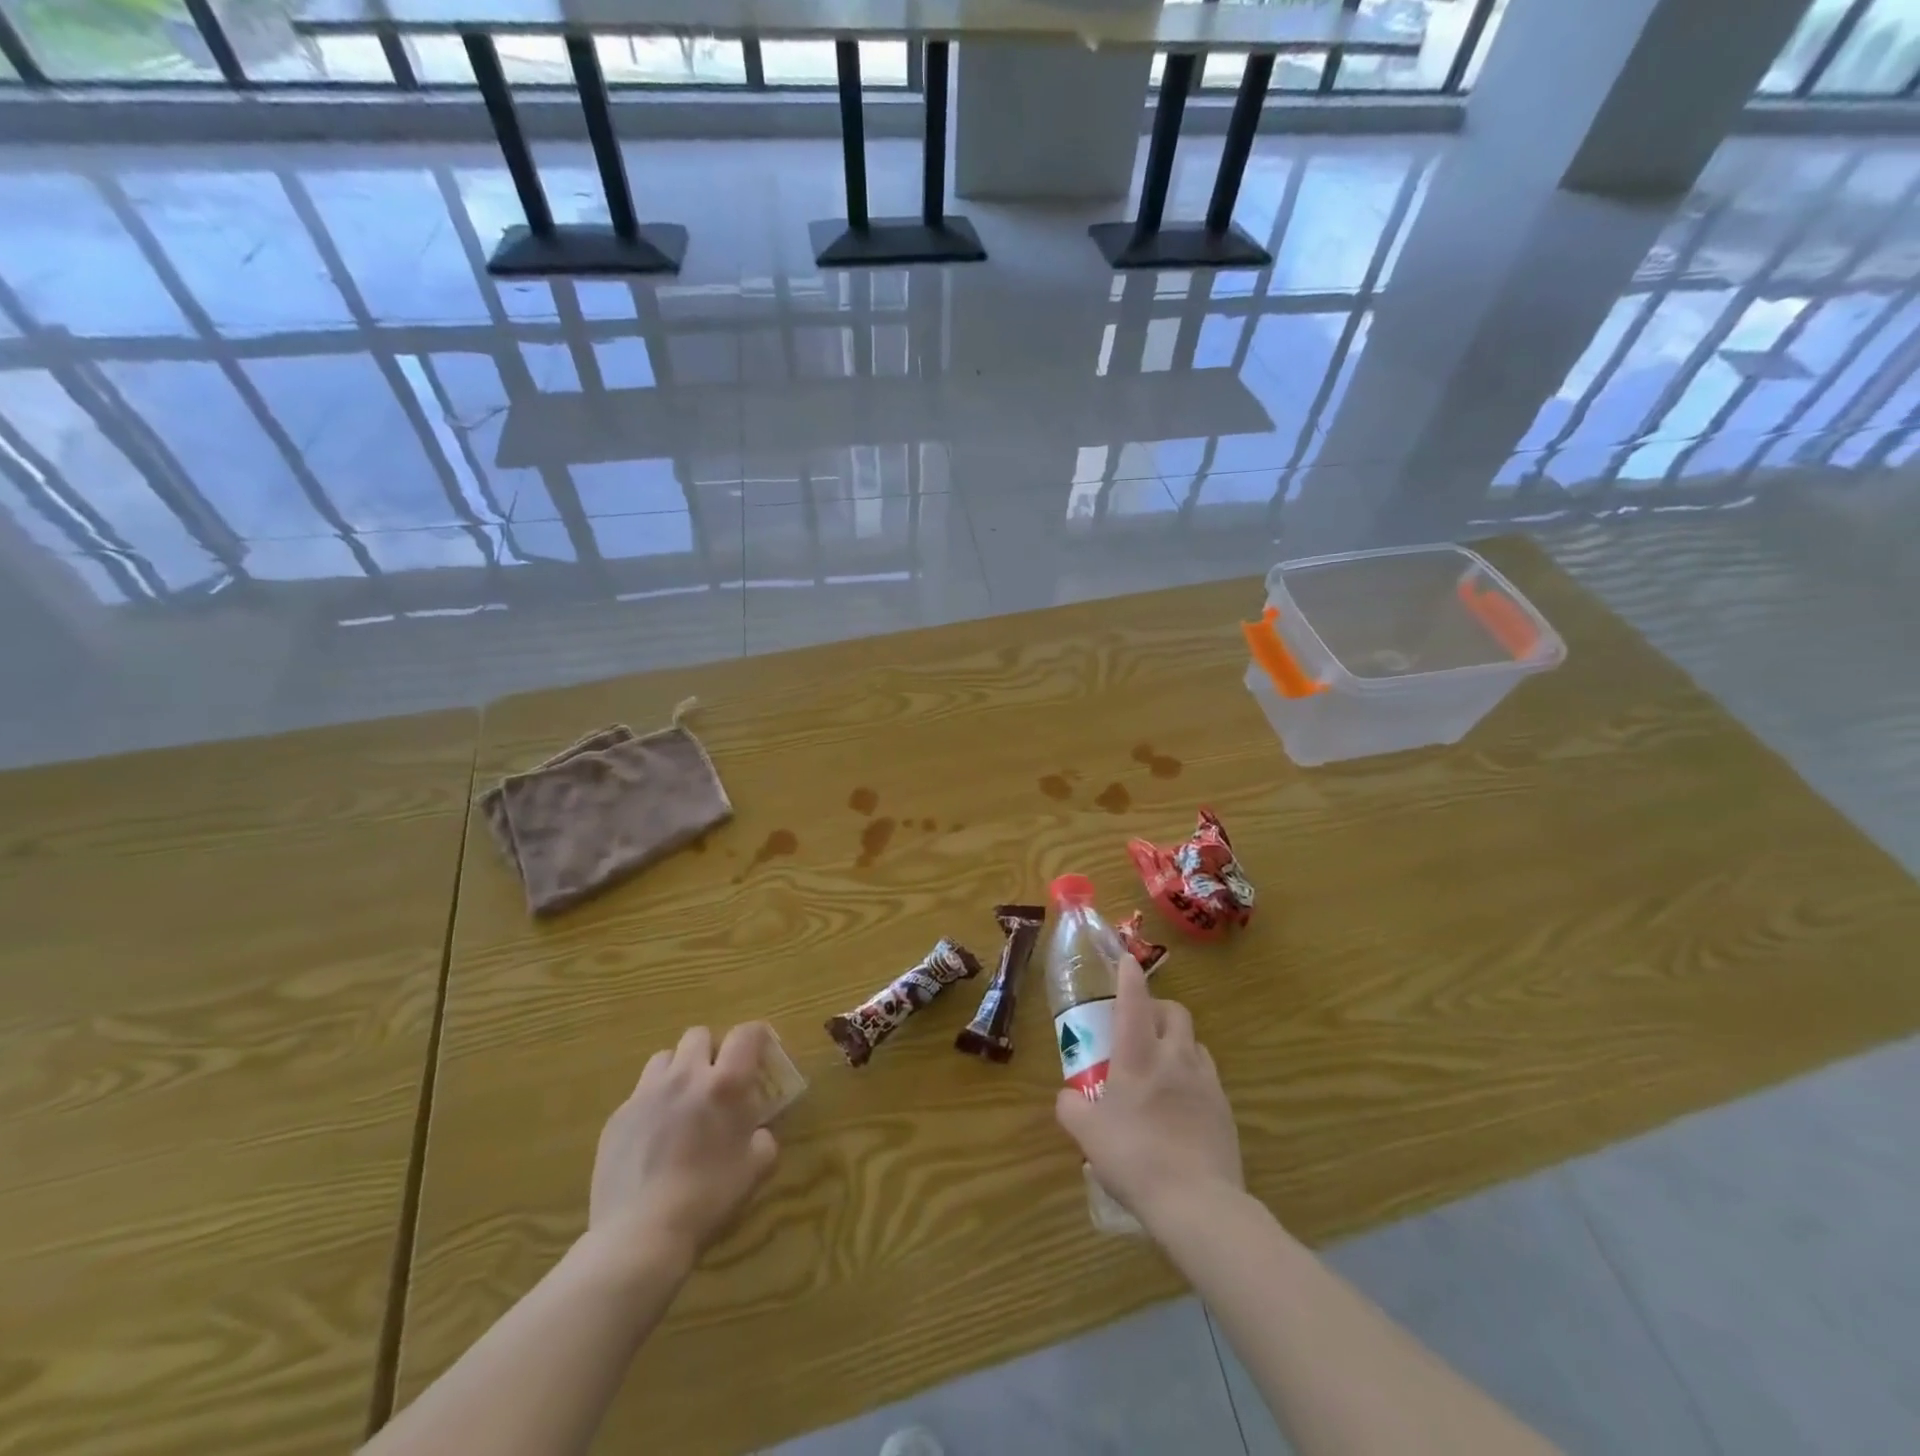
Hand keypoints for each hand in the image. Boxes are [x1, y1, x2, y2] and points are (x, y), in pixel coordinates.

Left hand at [585, 1023, 779, 1277]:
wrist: (639, 1236)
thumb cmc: (707, 1199)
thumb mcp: (755, 1169)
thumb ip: (763, 1139)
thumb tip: (757, 1132)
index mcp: (725, 1084)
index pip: (746, 1033)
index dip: (757, 1037)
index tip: (761, 1053)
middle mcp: (685, 1076)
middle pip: (699, 1035)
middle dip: (712, 1051)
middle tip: (717, 1081)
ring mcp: (646, 1094)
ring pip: (665, 1058)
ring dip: (679, 1070)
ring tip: (682, 1101)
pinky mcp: (617, 1117)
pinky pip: (639, 1093)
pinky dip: (653, 1103)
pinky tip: (654, 1137)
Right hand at [1055, 956, 1242, 1230]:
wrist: (1197, 1202)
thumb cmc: (1134, 1157)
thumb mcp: (1086, 1134)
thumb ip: (1071, 1107)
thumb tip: (1069, 1097)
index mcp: (1138, 1055)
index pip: (1134, 1000)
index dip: (1130, 976)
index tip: (1128, 959)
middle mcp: (1175, 1057)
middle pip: (1174, 1012)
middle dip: (1158, 1007)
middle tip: (1140, 1023)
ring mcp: (1205, 1082)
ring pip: (1194, 1042)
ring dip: (1177, 1041)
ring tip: (1162, 1063)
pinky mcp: (1225, 1109)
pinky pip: (1208, 1076)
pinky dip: (1193, 1075)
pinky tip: (1181, 1101)